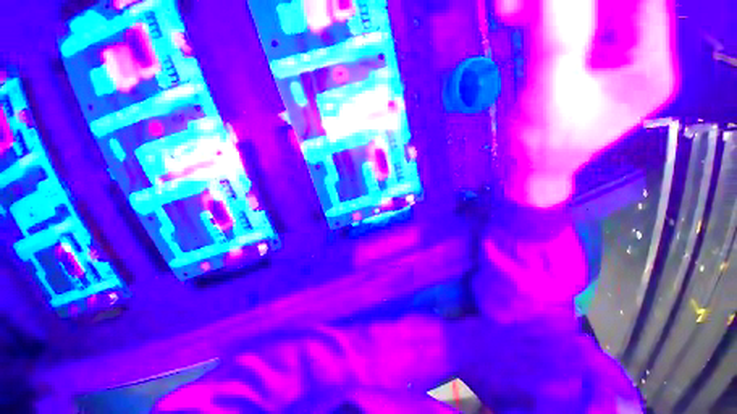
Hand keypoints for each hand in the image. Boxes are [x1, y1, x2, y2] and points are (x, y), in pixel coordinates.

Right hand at [496, 0, 677, 206]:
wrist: (528, 170)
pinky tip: (522, 21)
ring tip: (516, 11)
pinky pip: (575, 29)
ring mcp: (613, 61)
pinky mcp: (587, 66)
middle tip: (527, 6)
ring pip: (593, 12)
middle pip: (616, 4)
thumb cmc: (540, 145)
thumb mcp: (548, 93)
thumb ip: (557, 38)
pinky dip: (548, 21)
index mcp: (648, 67)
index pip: (642, 1)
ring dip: (555, 8)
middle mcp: (639, 58)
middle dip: (571, 2)